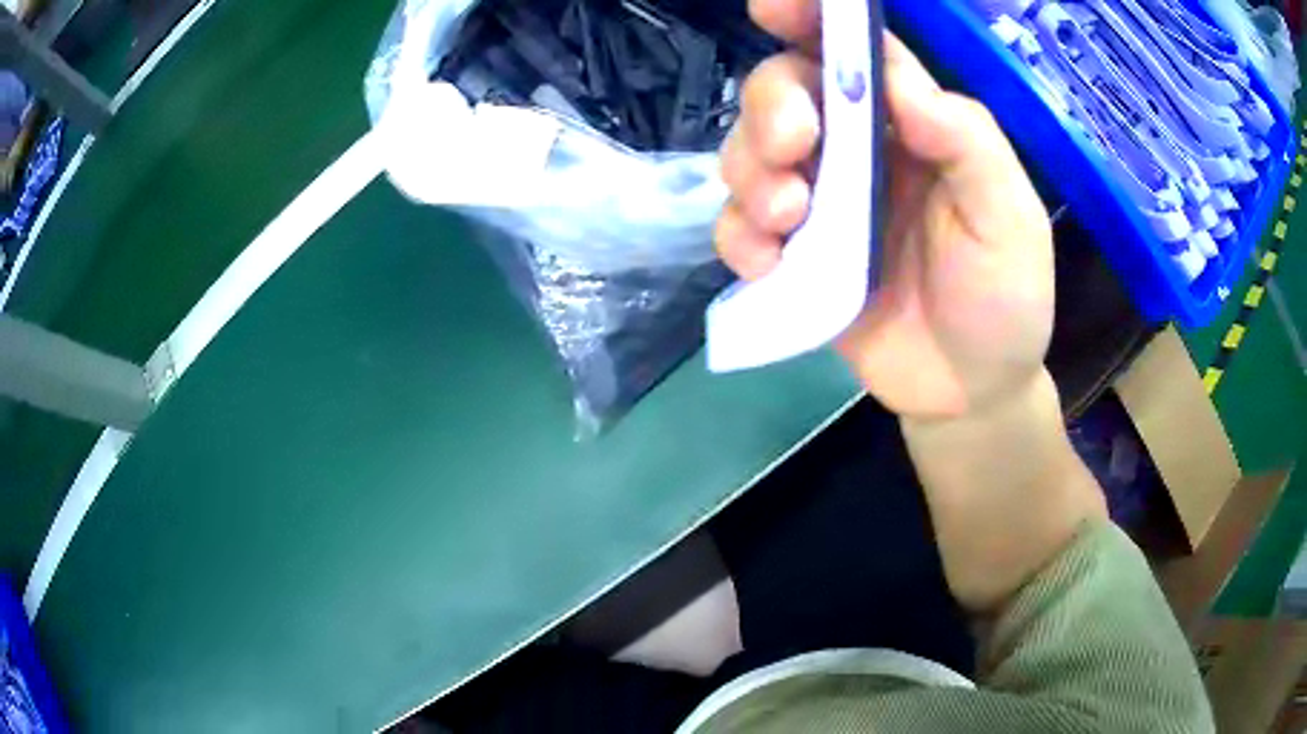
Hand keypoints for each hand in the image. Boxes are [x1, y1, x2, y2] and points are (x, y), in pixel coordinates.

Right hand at [717, 0, 1055, 419]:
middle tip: (794, 148)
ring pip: (747, 153)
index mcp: (913, 128)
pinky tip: (769, 262)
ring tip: (789, 220)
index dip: (813, 20)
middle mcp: (858, 152)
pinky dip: (738, 237)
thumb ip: (967, 144)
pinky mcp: (792, 259)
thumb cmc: (1005, 300)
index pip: (857, 53)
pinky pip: (737, 229)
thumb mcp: (1009, 219)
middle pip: (785, 92)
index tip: (773, 6)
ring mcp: (819, 205)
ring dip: (750, 173)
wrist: (971, 391)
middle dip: (772, 108)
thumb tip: (897, 80)